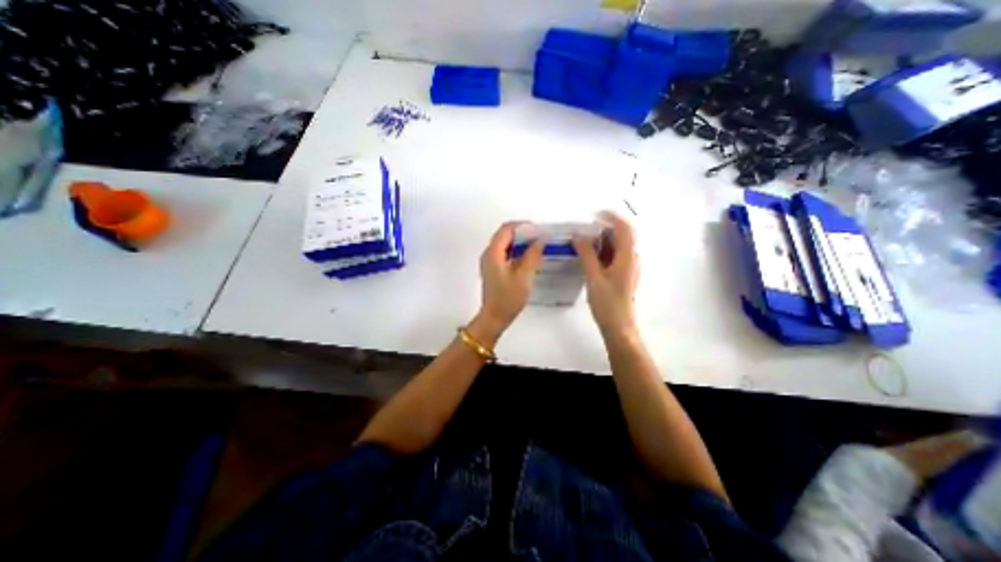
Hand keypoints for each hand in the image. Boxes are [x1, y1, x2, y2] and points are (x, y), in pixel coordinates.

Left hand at [475, 222, 544, 337]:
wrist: (494, 317)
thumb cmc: (508, 298)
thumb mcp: (523, 276)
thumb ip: (532, 256)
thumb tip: (540, 241)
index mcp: (493, 253)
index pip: (506, 229)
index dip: (522, 226)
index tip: (538, 229)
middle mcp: (489, 254)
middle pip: (504, 235)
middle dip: (522, 233)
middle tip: (539, 237)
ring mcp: (490, 262)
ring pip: (505, 244)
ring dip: (520, 242)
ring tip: (536, 246)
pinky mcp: (493, 270)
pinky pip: (505, 253)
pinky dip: (516, 251)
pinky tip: (528, 258)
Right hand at [570, 212, 640, 337]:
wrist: (618, 326)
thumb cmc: (607, 302)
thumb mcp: (594, 277)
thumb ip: (587, 255)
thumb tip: (578, 236)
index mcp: (627, 256)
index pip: (624, 227)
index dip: (611, 217)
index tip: (593, 215)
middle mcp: (631, 258)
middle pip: (622, 235)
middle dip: (604, 228)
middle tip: (584, 229)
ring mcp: (628, 267)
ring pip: (618, 246)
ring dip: (603, 240)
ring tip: (584, 240)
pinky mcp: (623, 275)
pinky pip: (614, 256)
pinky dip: (603, 251)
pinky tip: (589, 256)